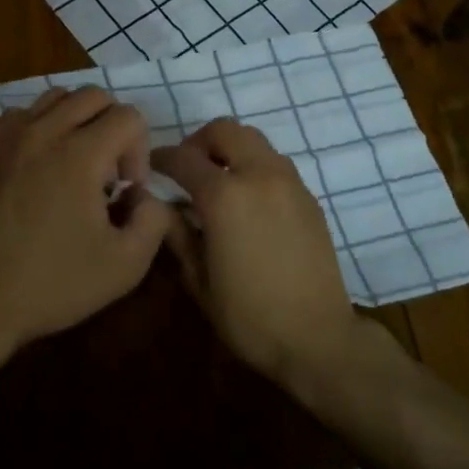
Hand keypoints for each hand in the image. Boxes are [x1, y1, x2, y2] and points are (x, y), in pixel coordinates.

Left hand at [0, 86, 173, 352]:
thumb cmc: (55, 282)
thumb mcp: (126, 265)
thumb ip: (155, 220)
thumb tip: (147, 195)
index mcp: (81, 154)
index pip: (129, 116)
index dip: (140, 152)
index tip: (127, 191)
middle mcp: (46, 131)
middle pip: (95, 95)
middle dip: (114, 126)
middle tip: (108, 173)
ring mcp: (13, 136)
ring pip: (59, 96)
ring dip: (79, 119)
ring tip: (77, 161)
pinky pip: (25, 112)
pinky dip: (44, 124)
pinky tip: (45, 162)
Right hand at [154, 119, 363, 387]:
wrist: (317, 338)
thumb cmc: (249, 316)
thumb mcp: (199, 280)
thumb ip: (177, 234)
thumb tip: (161, 206)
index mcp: (224, 196)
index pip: (183, 158)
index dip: (162, 157)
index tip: (151, 166)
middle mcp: (258, 175)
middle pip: (224, 131)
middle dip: (200, 141)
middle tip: (188, 167)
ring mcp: (288, 182)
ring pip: (254, 140)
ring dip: (230, 150)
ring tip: (219, 181)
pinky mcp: (308, 196)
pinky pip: (275, 163)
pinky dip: (254, 166)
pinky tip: (249, 200)